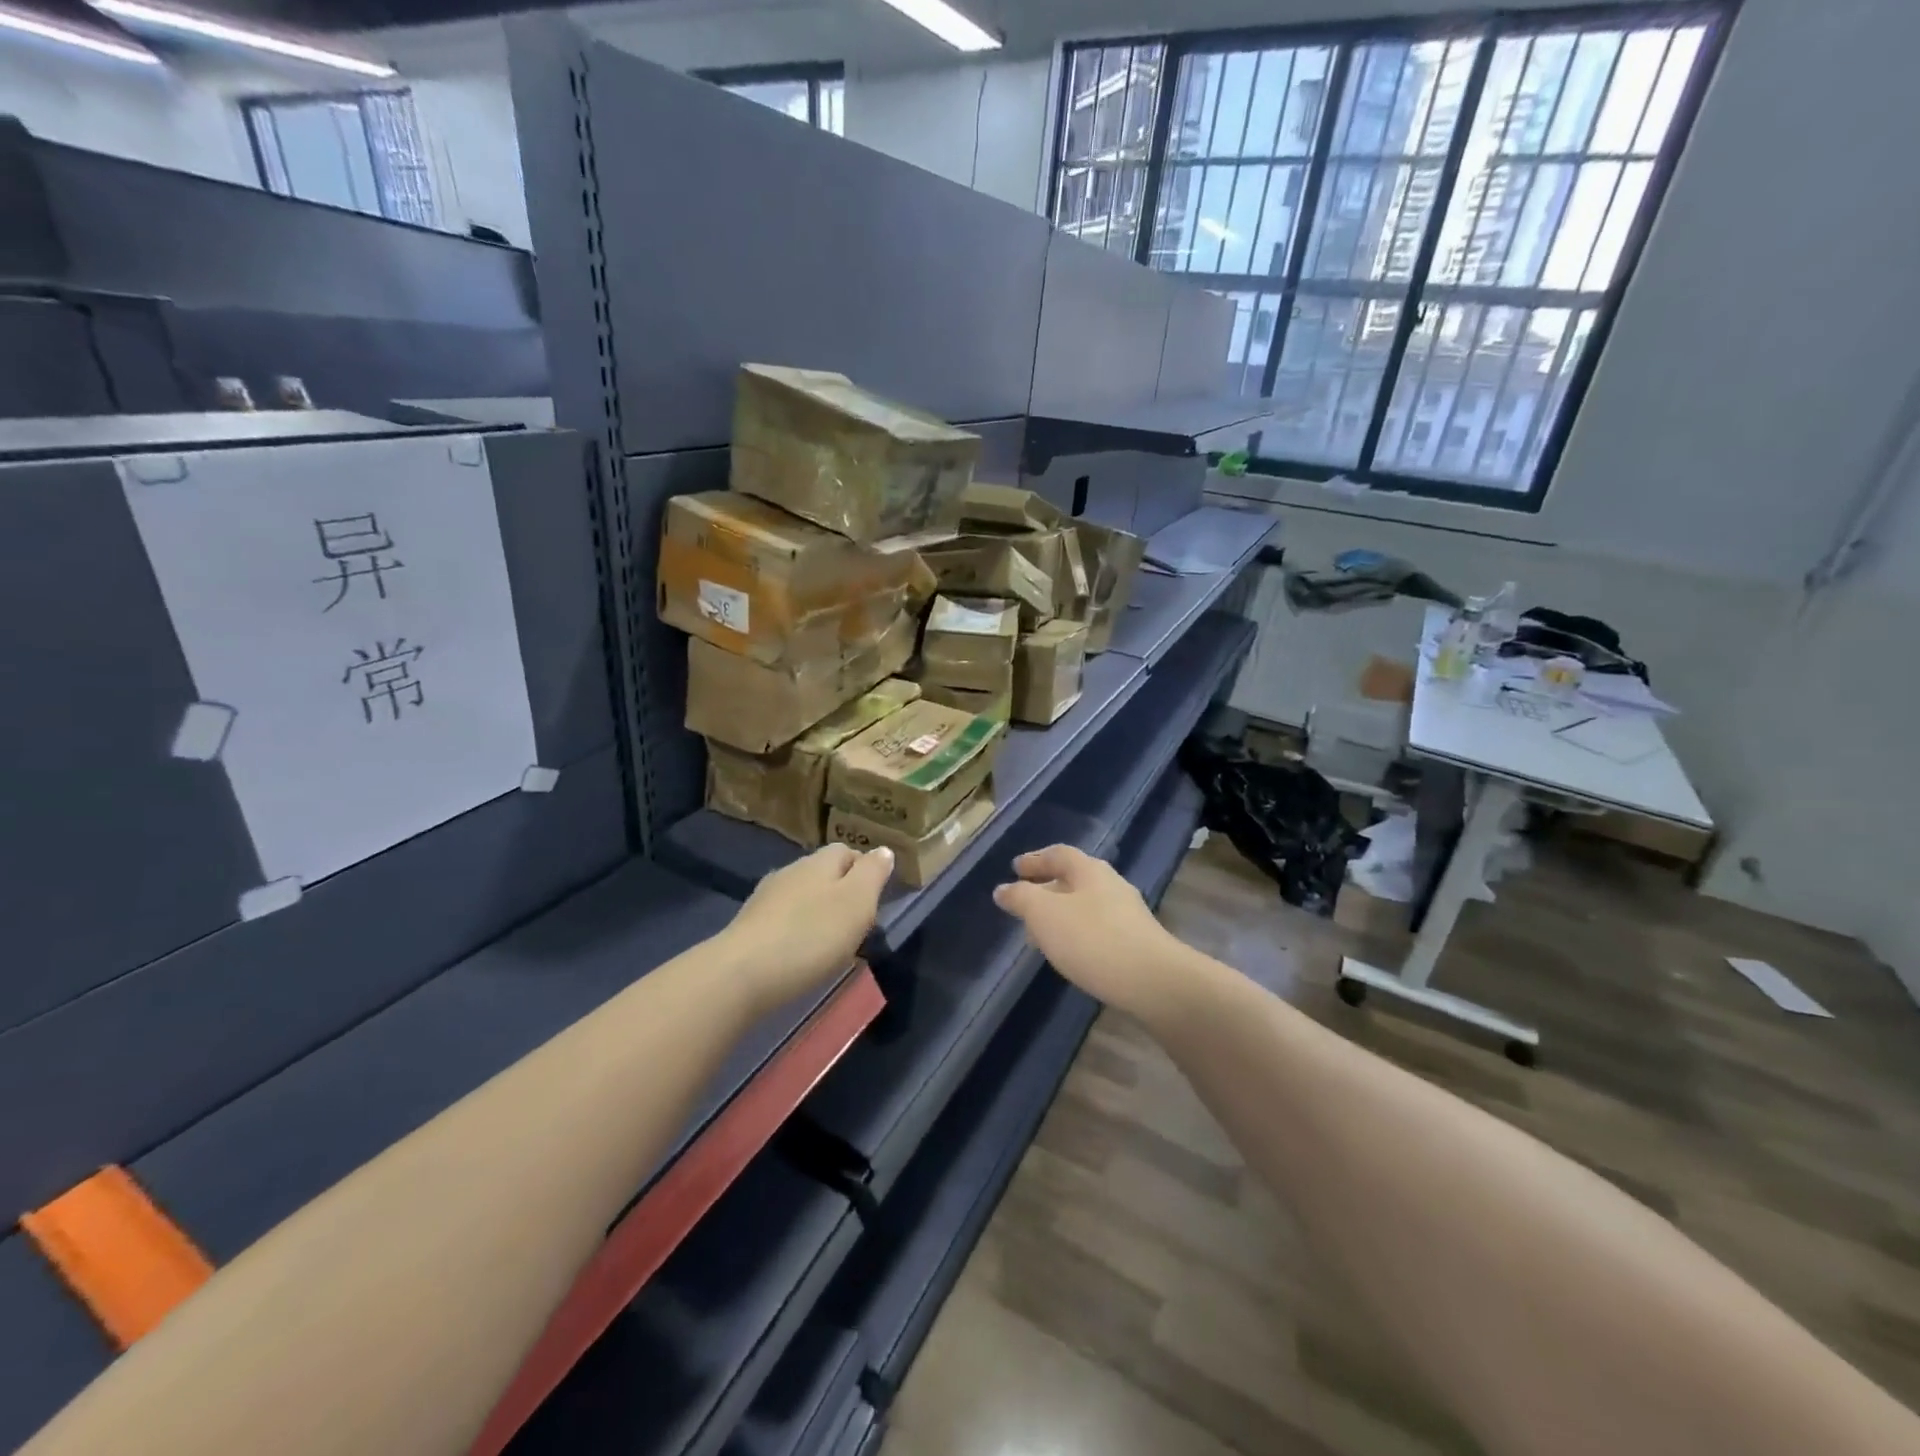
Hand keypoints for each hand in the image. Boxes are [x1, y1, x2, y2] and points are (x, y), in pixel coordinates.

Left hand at [721, 844, 893, 1010]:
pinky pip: (783, 919)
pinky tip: (801, 952)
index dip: (865, 869)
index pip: (847, 851)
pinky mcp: (749, 926)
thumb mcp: (857, 902)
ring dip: (817, 911)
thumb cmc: (811, 935)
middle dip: (841, 891)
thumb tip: (883, 850)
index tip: (878, 896)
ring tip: (831, 940)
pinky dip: (797, 930)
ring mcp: (765, 898)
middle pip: (823, 872)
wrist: (742, 974)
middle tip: (858, 923)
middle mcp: (791, 871)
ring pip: (801, 895)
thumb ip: (873, 874)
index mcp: (820, 861)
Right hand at [992, 845, 1189, 1023]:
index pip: (1058, 854)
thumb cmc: (1092, 939)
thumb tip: (1003, 889)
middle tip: (1024, 904)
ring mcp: (1128, 914)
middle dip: (1047, 889)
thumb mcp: (1044, 914)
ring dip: (1061, 914)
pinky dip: (1077, 933)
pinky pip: (1098, 928)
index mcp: (1090, 870)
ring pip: (1086, 905)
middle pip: (1074, 879)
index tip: (1015, 868)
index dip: (1035, 860)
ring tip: (1041, 934)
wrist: (1153, 981)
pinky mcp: (1137, 942)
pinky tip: (1070, 954)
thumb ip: (1021, 898)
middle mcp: (1111, 885)